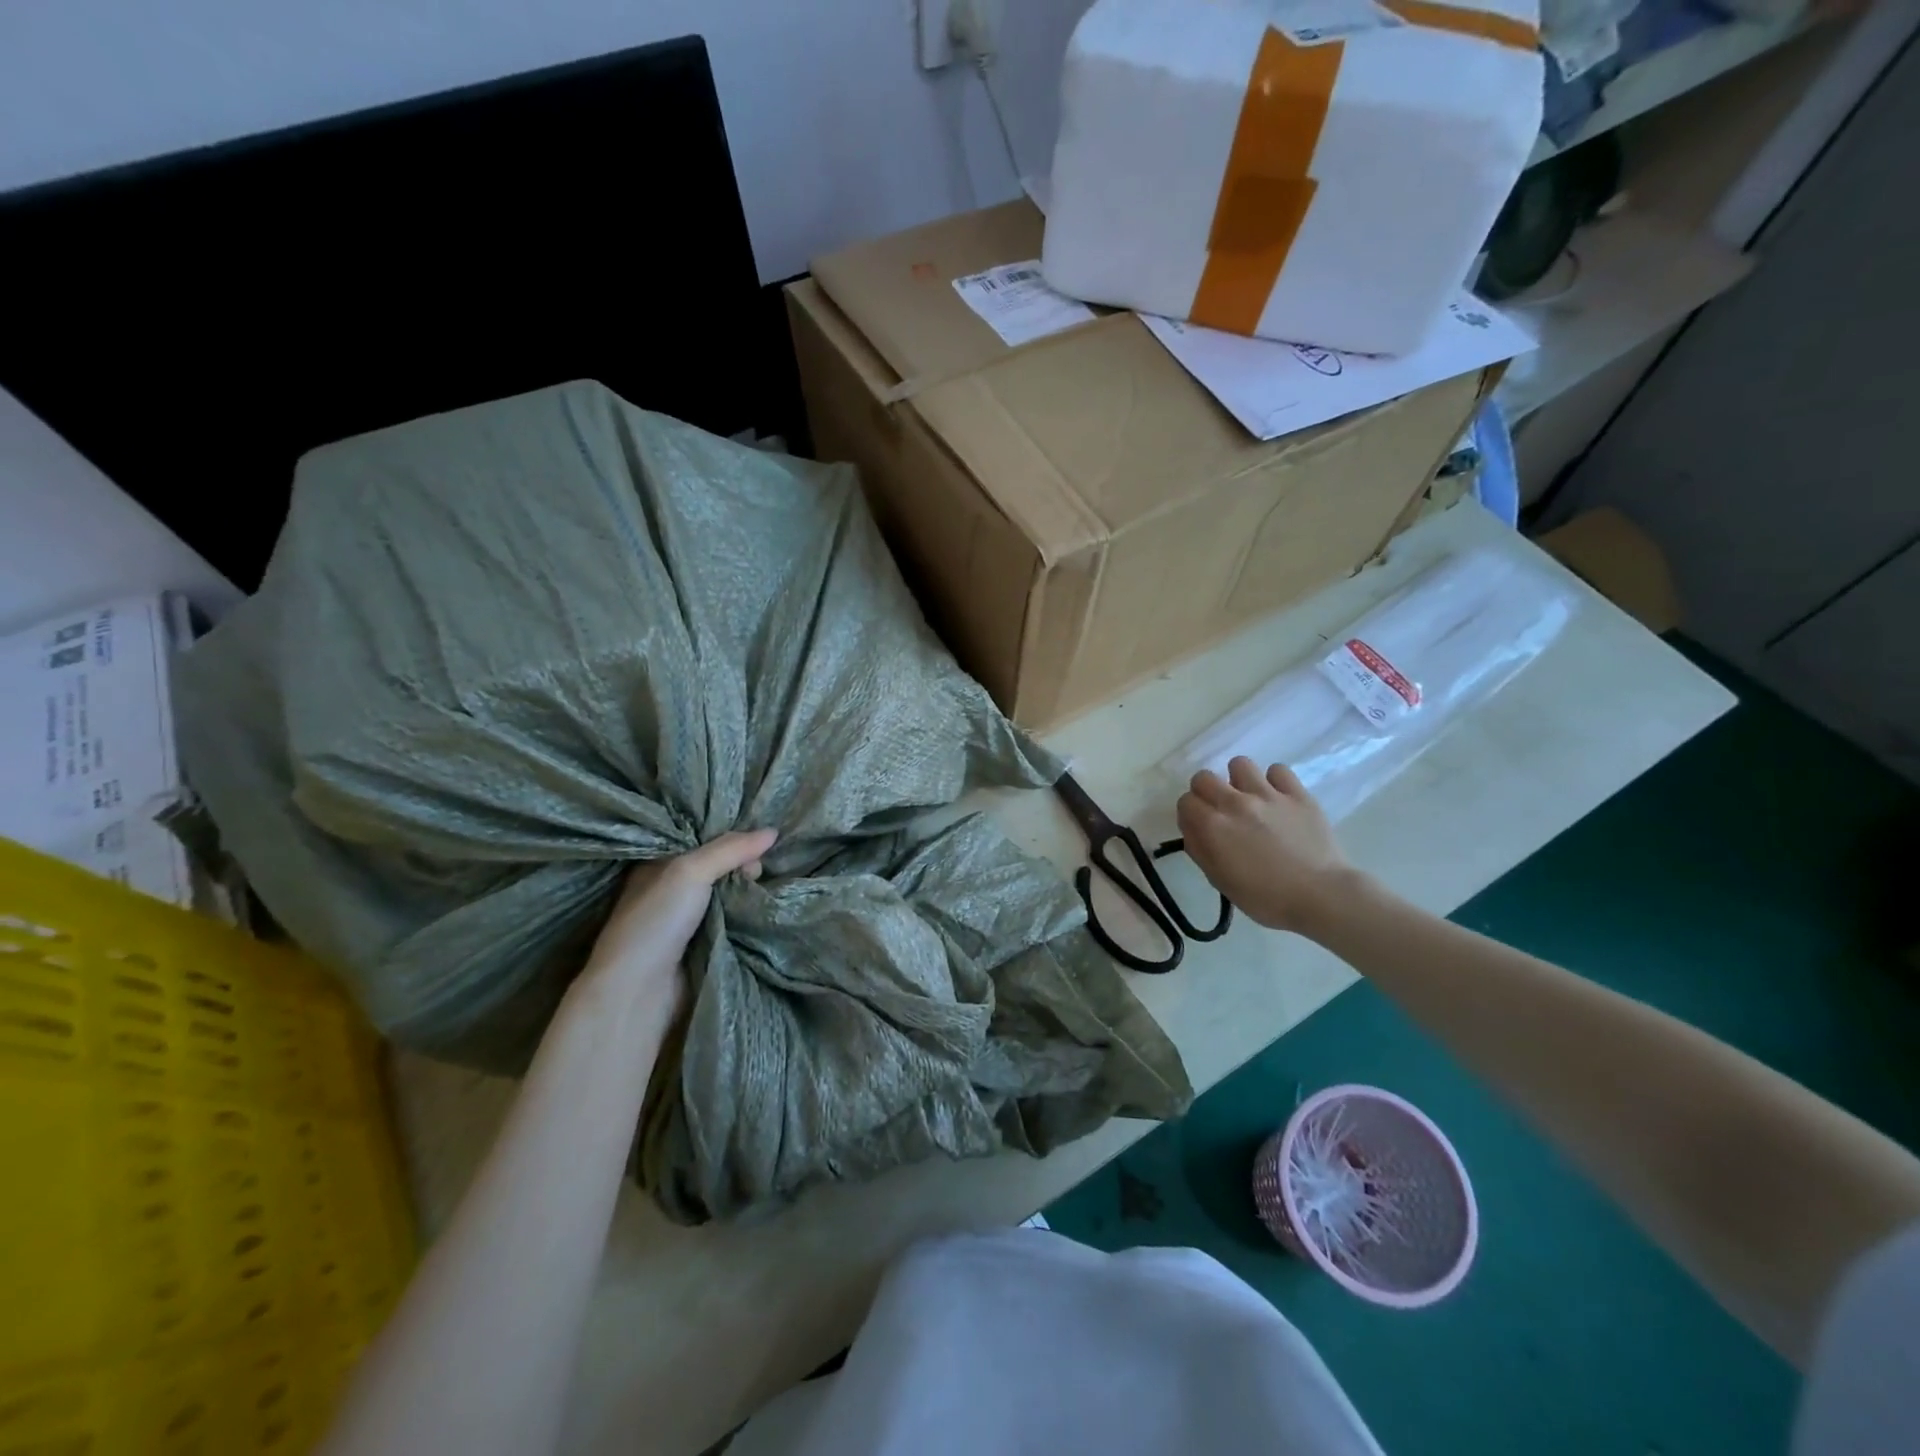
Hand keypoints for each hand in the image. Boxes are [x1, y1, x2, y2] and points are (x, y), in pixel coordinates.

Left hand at [573, 829, 778, 1013]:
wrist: (638, 991)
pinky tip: (762, 908)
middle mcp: (669, 890)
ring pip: (725, 894)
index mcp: (656, 866)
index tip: (755, 841)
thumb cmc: (656, 921)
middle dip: (742, 864)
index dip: (728, 838)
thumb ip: (730, 849)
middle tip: (758, 870)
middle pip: (716, 867)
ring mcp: (684, 920)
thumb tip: (773, 831)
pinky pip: (730, 921)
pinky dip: (745, 915)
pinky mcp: (699, 946)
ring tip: (764, 886)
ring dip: (746, 891)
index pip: (699, 841)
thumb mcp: (690, 872)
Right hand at [1176, 758, 1361, 937]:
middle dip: (1206, 792)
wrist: (1321, 896)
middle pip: (1204, 778)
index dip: (1190, 814)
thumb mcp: (1220, 881)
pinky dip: (1274, 782)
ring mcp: (1267, 794)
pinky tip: (1278, 800)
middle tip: (1220, 812)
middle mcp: (1235, 802)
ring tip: (1249, 799)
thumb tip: (1192, 828)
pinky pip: (1277, 770)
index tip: (1200, 827)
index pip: (1185, 802)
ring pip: (1239, 764)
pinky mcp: (1297, 794)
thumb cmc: (1266, 897)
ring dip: (1238, 780)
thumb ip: (1199, 850)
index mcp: (1213, 826)